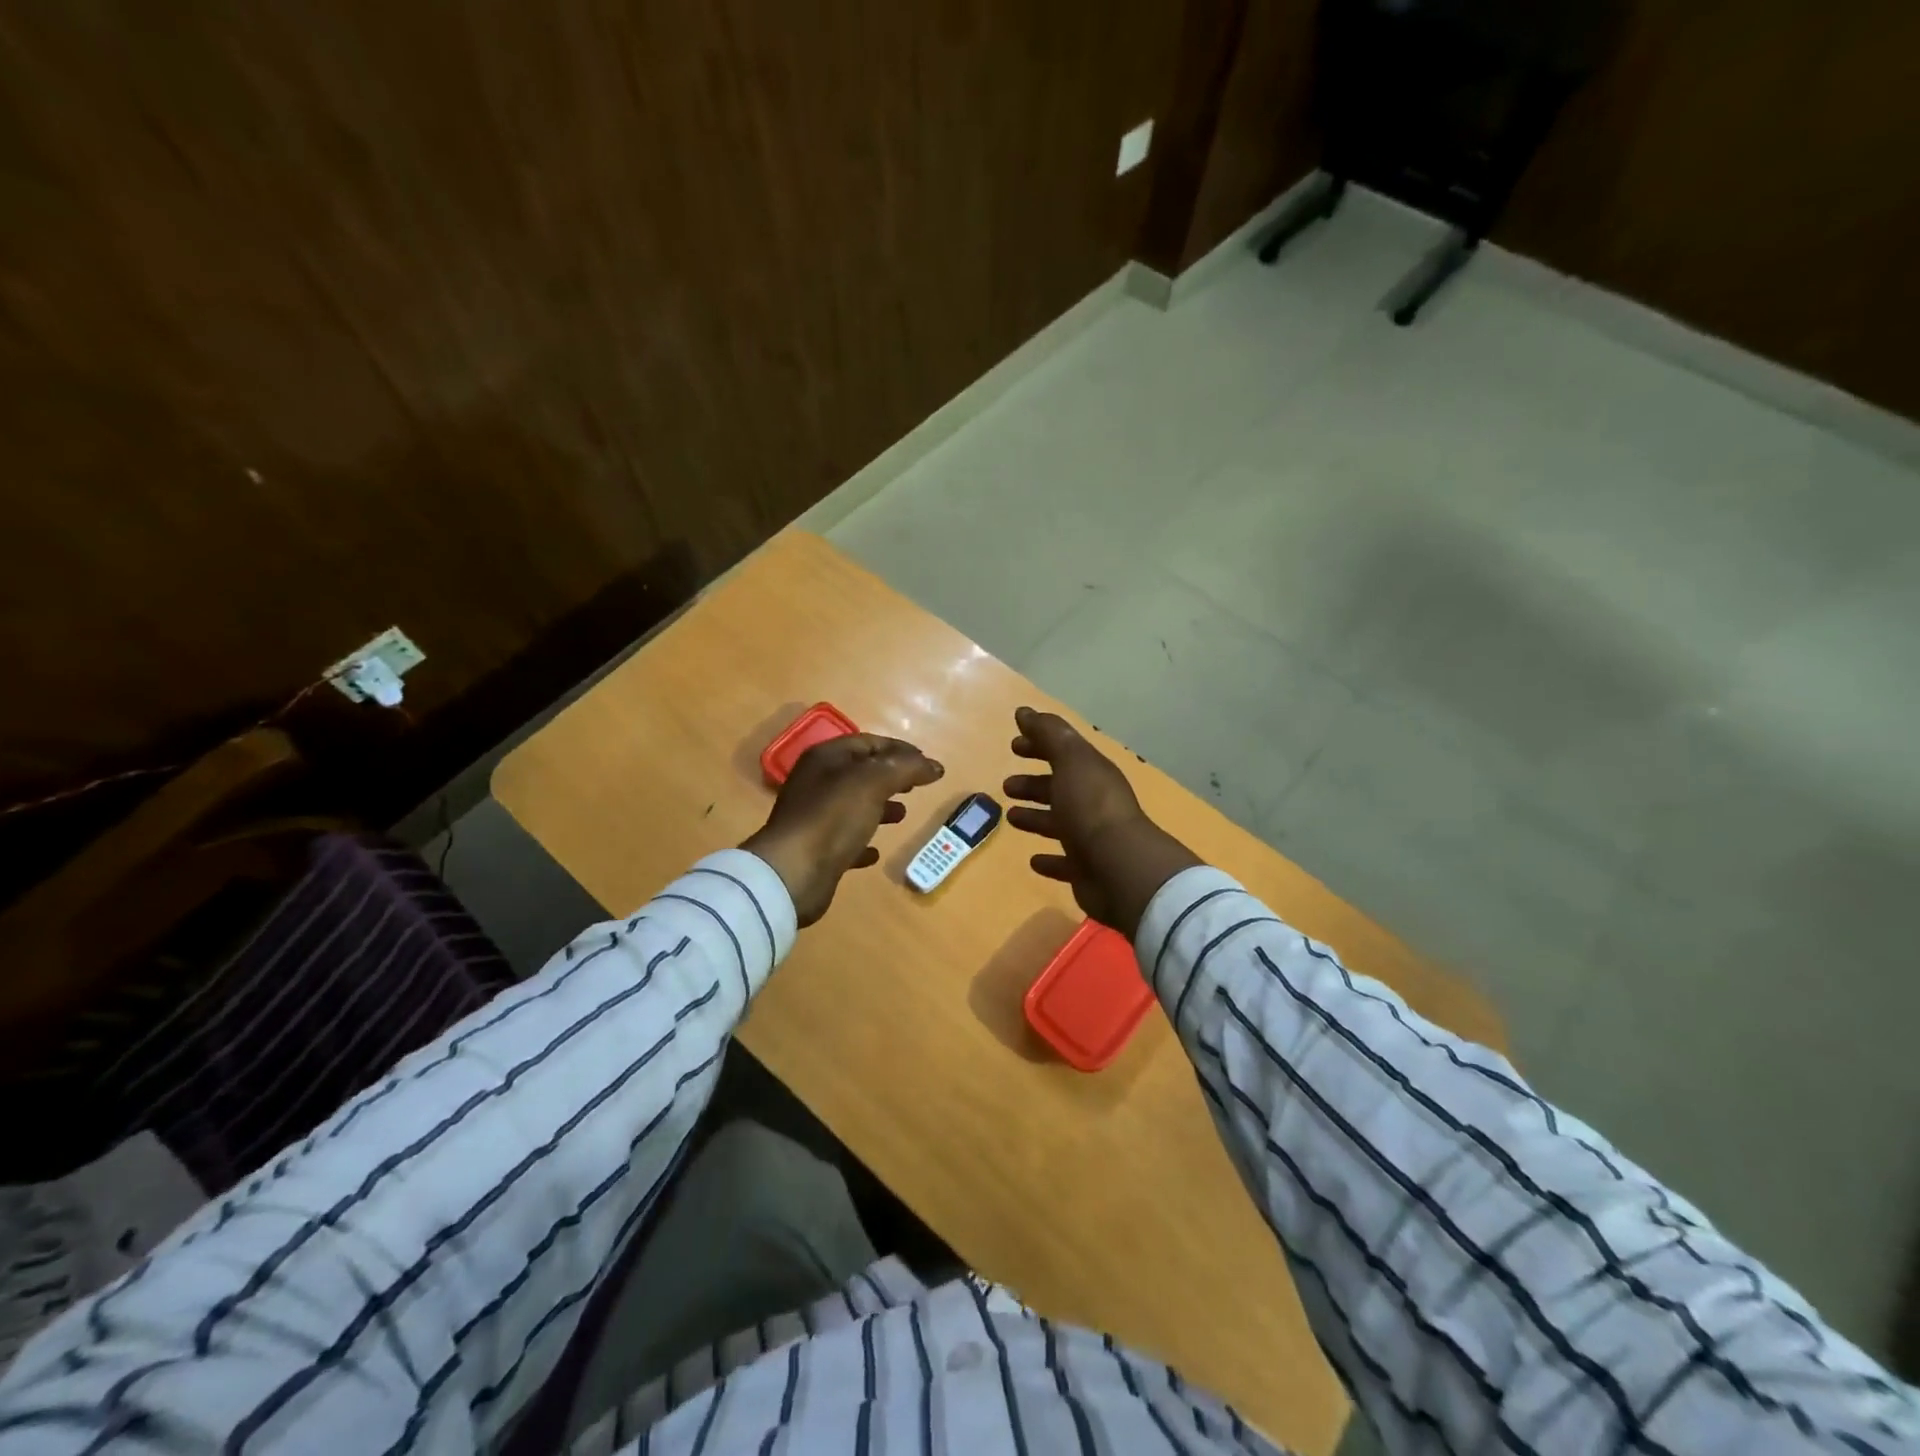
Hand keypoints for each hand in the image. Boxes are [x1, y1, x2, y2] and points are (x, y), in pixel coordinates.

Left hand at [742, 734, 943, 925]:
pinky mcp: (816, 850)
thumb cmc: (833, 817)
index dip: (900, 749)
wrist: (793, 872)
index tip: (927, 762)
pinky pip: (845, 839)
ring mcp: (814, 817)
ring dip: (879, 807)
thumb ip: (907, 768)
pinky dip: (863, 841)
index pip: (868, 743)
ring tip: (903, 814)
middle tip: (916, 785)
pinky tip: (876, 851)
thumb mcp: (874, 782)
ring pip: (853, 805)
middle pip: (860, 772)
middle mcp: (816, 783)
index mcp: (826, 758)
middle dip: (890, 776)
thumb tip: (935, 766)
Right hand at [1003, 707, 1200, 937]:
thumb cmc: (1090, 808)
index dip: (1039, 745)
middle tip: (1007, 785)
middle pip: (1060, 788)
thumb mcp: (1070, 761)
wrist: (1119, 868)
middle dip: (1034, 783)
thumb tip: (1025, 711)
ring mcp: (1092, 838)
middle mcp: (1094, 803)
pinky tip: (1034, 860)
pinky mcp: (1087, 870)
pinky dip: (1050, 860)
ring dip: (1036, 818)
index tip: (1014, 745)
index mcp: (1092, 773)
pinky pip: (1065, 863)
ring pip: (1059, 823)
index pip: (1064, 752)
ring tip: (1011, 817)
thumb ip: (1048, 734)